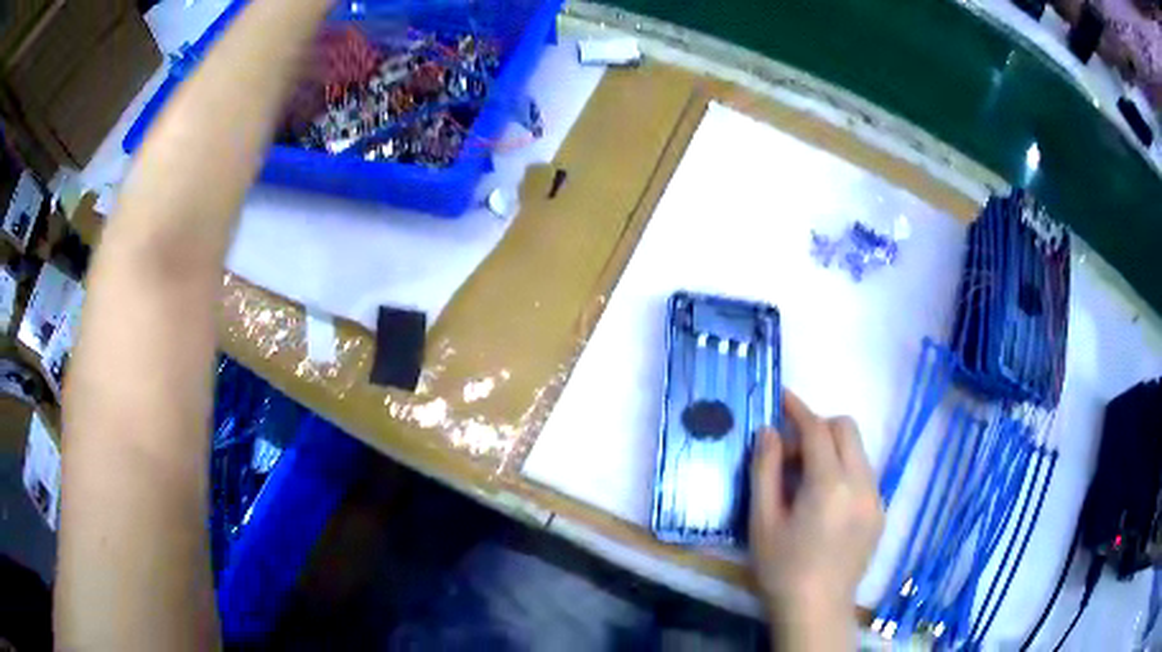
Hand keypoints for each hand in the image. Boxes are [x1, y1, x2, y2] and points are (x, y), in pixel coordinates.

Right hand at [749, 390, 883, 648]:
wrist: (816, 609)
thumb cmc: (782, 568)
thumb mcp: (763, 521)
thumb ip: (766, 470)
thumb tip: (770, 432)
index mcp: (829, 485)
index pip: (817, 430)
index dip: (798, 409)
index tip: (782, 397)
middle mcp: (861, 483)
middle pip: (846, 429)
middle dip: (819, 427)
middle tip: (791, 452)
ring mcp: (876, 497)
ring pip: (858, 451)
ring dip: (833, 450)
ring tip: (806, 481)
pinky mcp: (880, 512)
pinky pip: (865, 474)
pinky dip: (845, 471)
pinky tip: (826, 503)